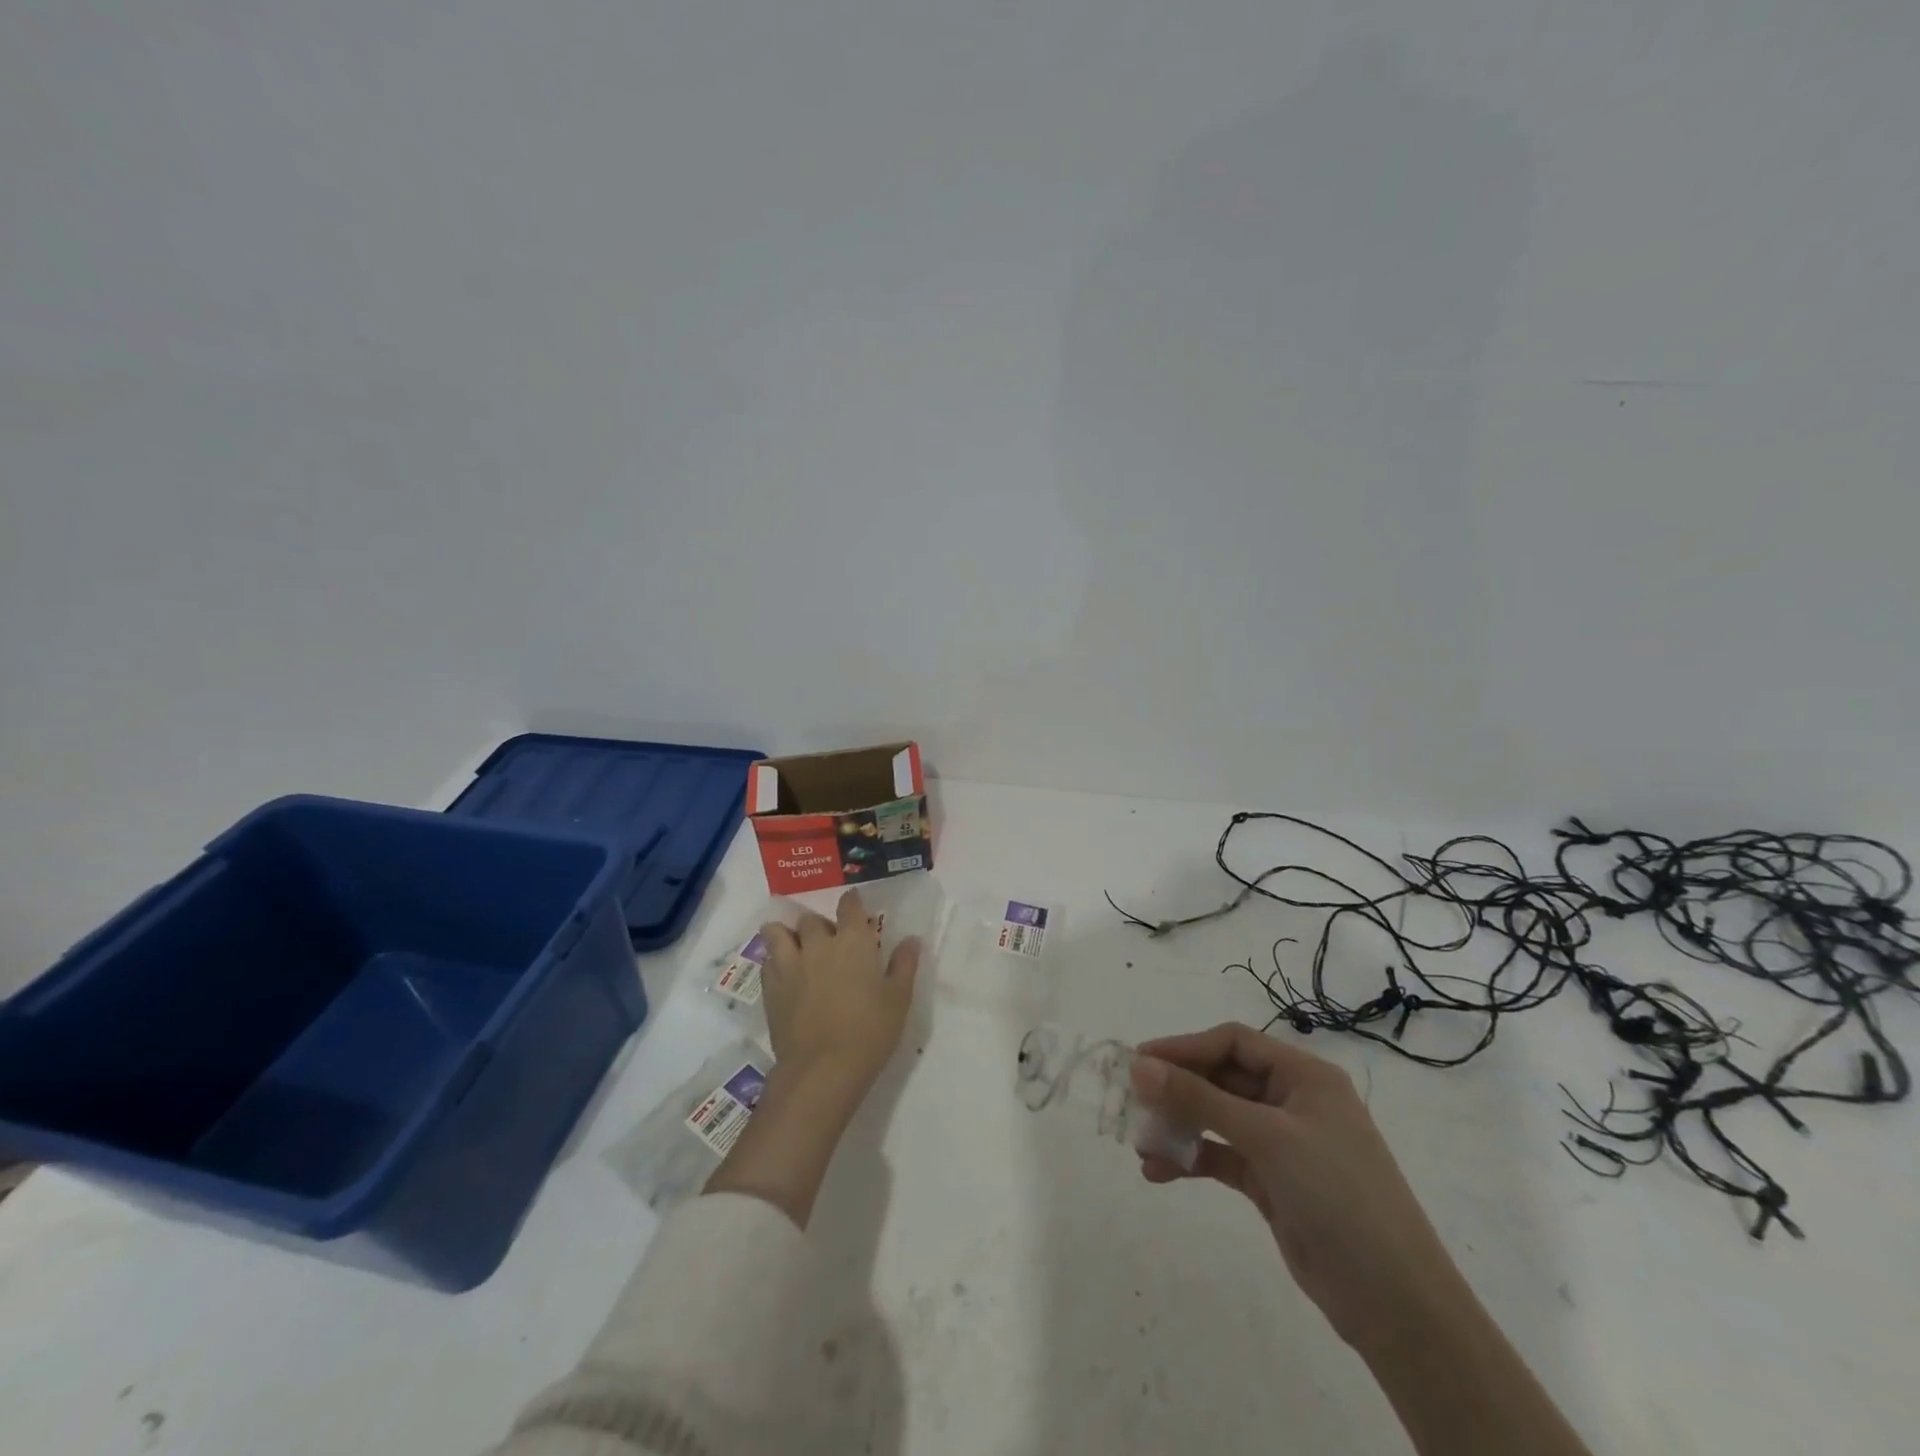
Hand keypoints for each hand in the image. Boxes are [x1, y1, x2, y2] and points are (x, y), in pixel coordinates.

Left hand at [759, 889, 921, 1100]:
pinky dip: (774, 961)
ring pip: (777, 932)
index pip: (849, 906)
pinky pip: (766, 961)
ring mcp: (790, 965)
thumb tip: (912, 940)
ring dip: (786, 935)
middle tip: (829, 942)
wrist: (822, 1069)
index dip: (851, 902)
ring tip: (795, 947)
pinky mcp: (770, 988)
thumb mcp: (898, 999)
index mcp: (853, 941)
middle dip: (819, 925)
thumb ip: (904, 965)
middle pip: (811, 919)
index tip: (854, 906)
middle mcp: (818, 944)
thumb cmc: (869, 1032)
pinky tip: (784, 974)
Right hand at [1131, 1022, 1466, 1353]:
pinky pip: (1222, 1157)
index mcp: (1304, 1076)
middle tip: (1133, 1103)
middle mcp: (1292, 1101)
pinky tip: (1159, 1171)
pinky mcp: (1273, 1182)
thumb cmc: (1337, 1195)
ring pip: (1218, 1118)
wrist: (1395, 1303)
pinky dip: (1192, 1159)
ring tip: (1141, 1143)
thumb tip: (1140, 1066)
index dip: (1185, 1047)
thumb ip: (1200, 1100)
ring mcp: (1283, 1144)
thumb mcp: (1266, 1138)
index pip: (1233, 1043)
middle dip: (1177, 1090)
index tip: (1140, 1062)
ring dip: (1179, 1126)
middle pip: (1222, 1079)